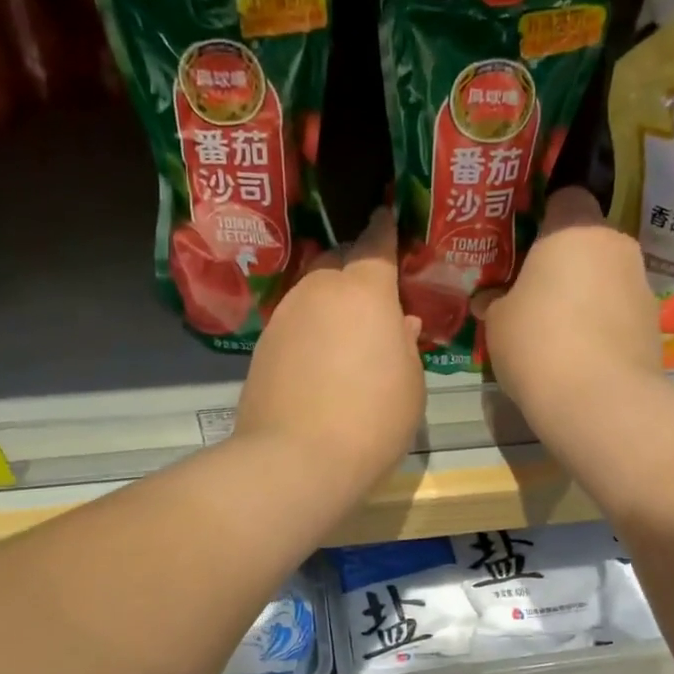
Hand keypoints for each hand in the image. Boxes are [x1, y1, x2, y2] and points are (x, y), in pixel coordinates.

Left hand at [235, 208, 426, 493]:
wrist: (297, 459)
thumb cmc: (372, 418)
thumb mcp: (410, 383)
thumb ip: (405, 344)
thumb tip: (401, 325)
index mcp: (365, 291)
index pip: (376, 244)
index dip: (384, 228)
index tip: (386, 214)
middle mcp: (319, 291)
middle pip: (338, 263)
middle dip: (356, 268)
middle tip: (375, 292)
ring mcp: (285, 318)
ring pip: (313, 294)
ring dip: (331, 303)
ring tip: (349, 332)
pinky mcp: (263, 348)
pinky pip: (295, 324)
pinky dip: (311, 330)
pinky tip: (321, 359)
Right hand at [474, 187, 661, 426]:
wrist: (598, 400)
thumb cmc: (537, 343)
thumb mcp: (498, 321)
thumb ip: (497, 301)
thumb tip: (491, 300)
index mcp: (574, 230)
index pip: (567, 196)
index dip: (545, 215)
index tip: (525, 244)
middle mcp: (616, 246)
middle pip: (589, 242)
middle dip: (566, 262)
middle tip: (535, 292)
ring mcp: (642, 285)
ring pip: (607, 279)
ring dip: (587, 295)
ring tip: (558, 332)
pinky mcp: (654, 325)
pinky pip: (620, 313)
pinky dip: (603, 326)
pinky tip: (581, 356)